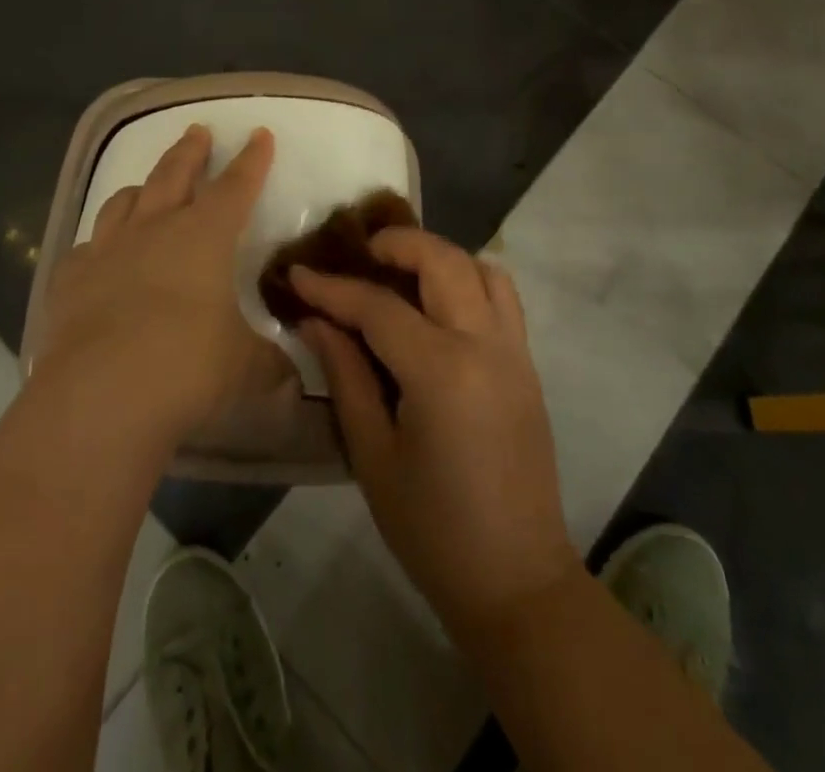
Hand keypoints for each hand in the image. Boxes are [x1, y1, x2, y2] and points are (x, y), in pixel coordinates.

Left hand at [35, 124, 278, 437]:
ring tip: (146, 184)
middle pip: (175, 175)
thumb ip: (272, 365)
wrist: (100, 394)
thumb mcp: (246, 369)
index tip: (259, 133)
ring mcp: (107, 250)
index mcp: (204, 236)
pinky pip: (86, 248)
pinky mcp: (71, 278)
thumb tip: (293, 377)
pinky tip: (98, 253)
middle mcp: (155, 229)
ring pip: (124, 202)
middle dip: (190, 151)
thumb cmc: (187, 368)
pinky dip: (98, 245)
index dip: (252, 160)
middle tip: (198, 130)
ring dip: (141, 188)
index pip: (236, 186)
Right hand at [291, 231, 576, 642]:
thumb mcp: (372, 454)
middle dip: (396, 243)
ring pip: (481, 269)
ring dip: (438, 257)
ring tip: (399, 272)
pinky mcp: (527, 365)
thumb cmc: (432, 529)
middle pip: (442, 261)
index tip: (297, 272)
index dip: (332, 287)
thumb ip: (345, 375)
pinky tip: (437, 306)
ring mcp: (515, 352)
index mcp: (442, 372)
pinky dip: (469, 280)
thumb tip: (315, 320)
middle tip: (358, 252)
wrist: (517, 581)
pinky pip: (502, 298)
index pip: (378, 307)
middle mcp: (485, 346)